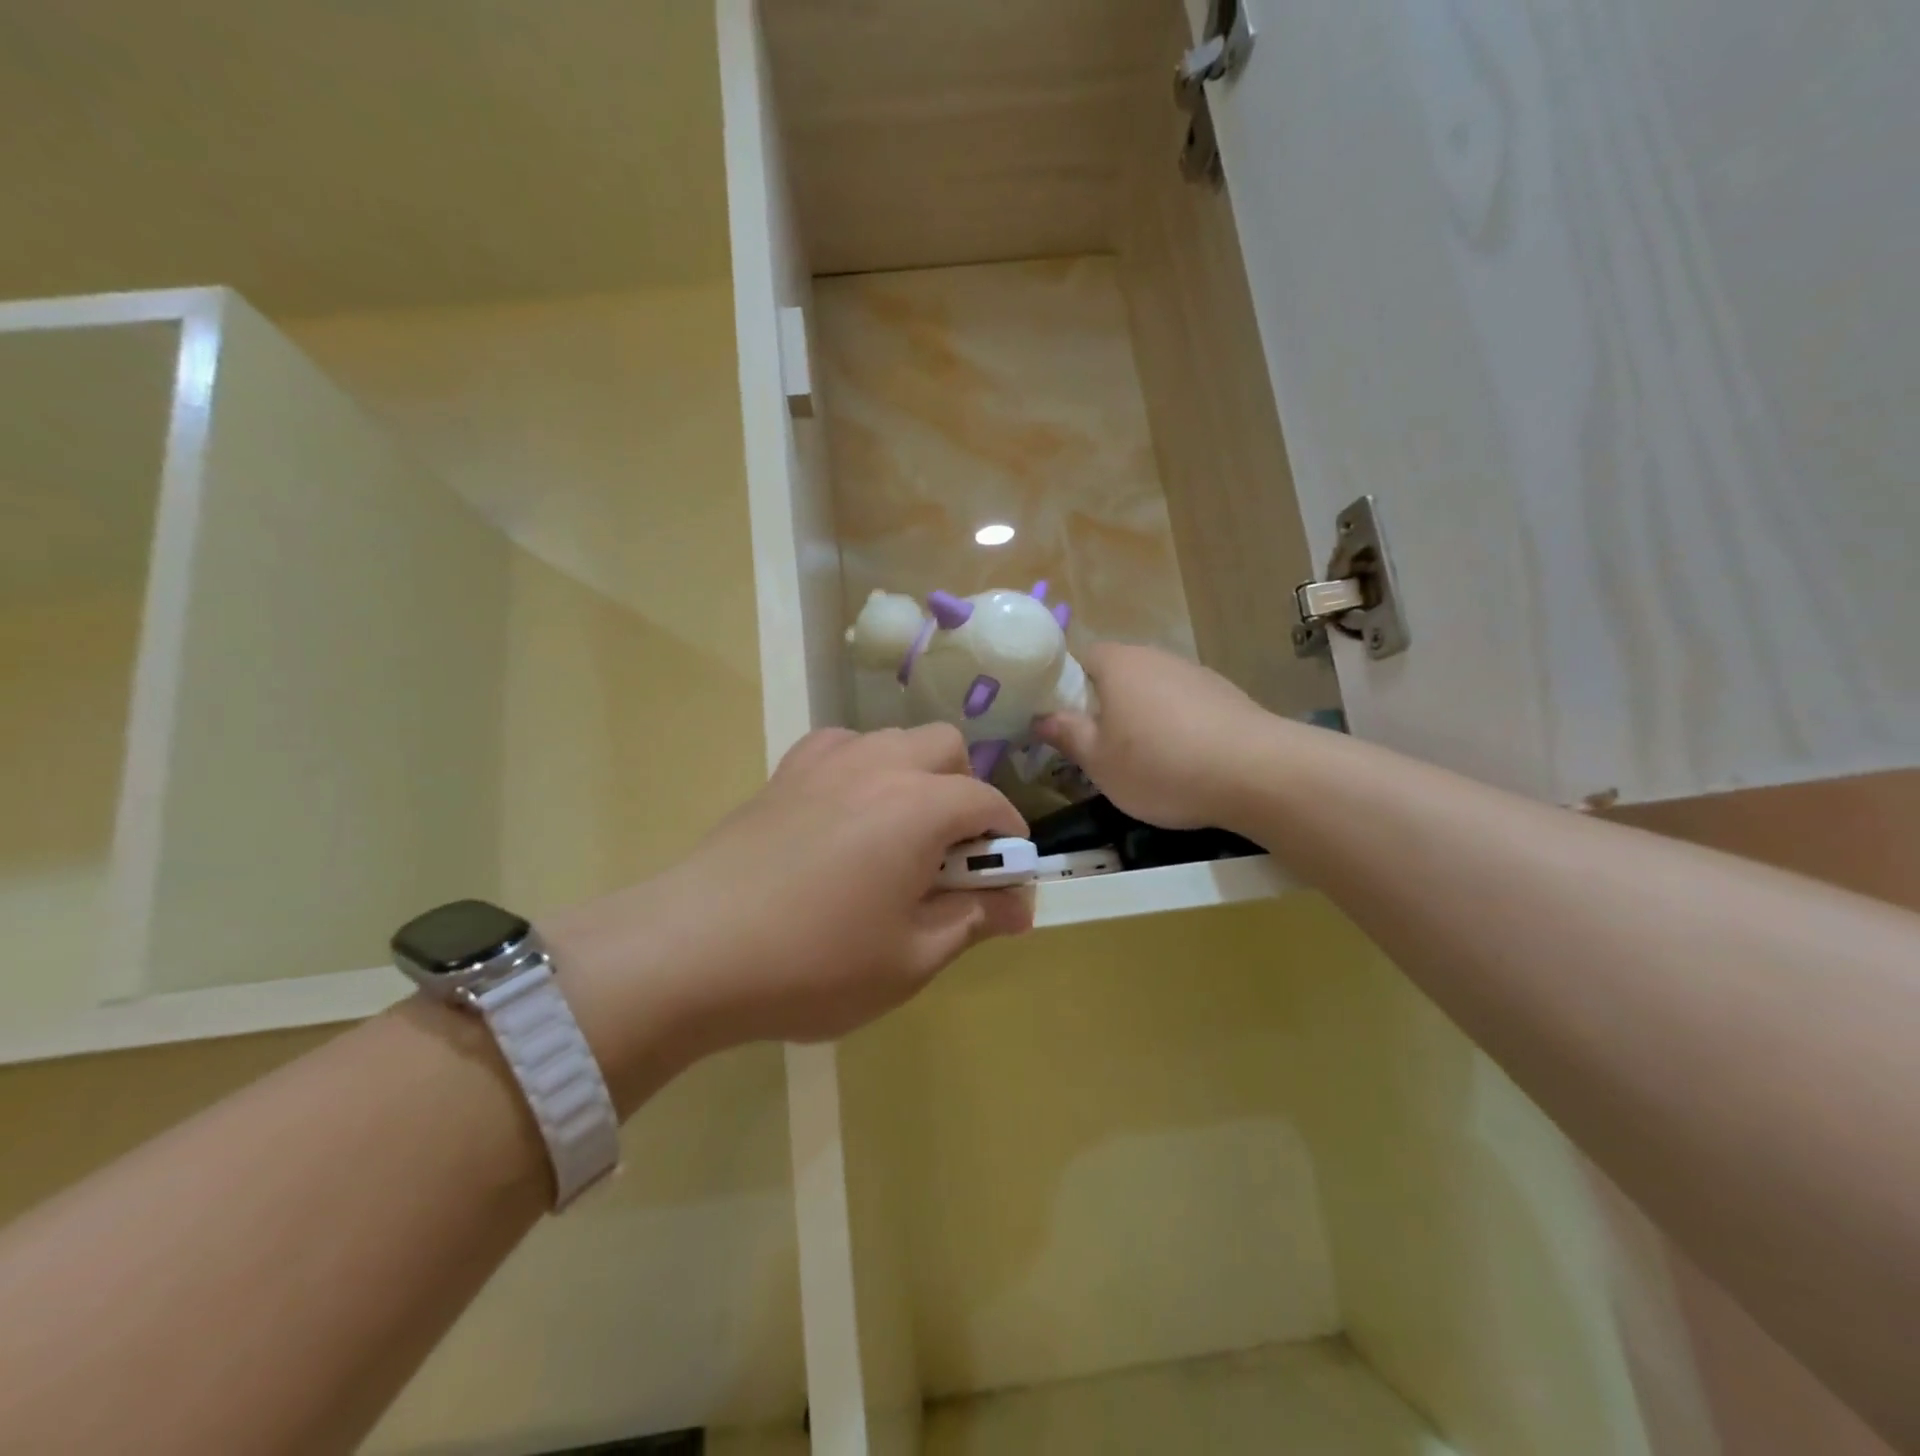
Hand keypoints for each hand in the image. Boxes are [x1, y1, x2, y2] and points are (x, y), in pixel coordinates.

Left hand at [552, 724, 1029, 1088]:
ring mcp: (826, 762)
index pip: (988, 803)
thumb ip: (973, 920)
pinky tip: (846, 812)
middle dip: (965, 791)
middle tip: (951, 853)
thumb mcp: (910, 958)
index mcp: (919, 806)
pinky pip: (841, 747)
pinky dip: (863, 768)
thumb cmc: (814, 963)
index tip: (1006, 879)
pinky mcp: (784, 772)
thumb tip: (1021, 905)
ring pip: (895, 740)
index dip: (1008, 839)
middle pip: (947, 748)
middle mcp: (879, 766)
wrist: (692, 951)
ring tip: (899, 834)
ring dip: (916, 775)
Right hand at [1036, 643, 1272, 830]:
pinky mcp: (1226, 695)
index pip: (1080, 657)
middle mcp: (1156, 657)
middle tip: (1096, 745)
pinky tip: (1182, 760)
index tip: (1061, 720)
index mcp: (1118, 664)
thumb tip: (1040, 717)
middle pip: (1117, 673)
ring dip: (1141, 716)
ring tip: (1141, 758)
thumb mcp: (1098, 761)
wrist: (1258, 773)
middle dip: (1103, 704)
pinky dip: (1175, 725)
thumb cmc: (1161, 765)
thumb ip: (1066, 735)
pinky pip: (1184, 705)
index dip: (1065, 686)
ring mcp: (1195, 674)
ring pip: (1152, 690)